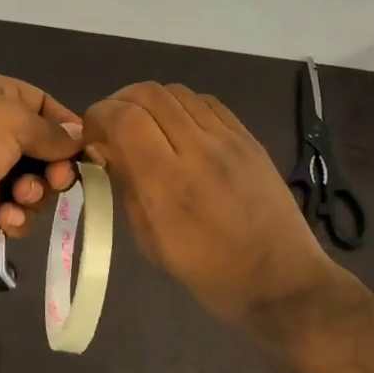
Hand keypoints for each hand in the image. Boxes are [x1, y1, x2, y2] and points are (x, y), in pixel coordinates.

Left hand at [0, 71, 82, 260]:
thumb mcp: (13, 120)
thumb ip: (51, 132)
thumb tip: (78, 137)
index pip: (43, 105)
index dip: (67, 127)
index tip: (88, 151)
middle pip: (42, 150)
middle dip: (54, 166)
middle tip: (56, 179)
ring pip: (32, 185)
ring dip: (34, 193)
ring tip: (20, 196)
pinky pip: (14, 213)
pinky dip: (17, 217)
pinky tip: (6, 217)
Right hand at [83, 82, 337, 325]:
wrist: (282, 281)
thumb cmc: (209, 272)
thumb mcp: (150, 241)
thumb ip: (125, 186)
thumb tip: (102, 149)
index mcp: (168, 183)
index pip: (124, 119)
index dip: (98, 116)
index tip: (91, 135)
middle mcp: (198, 150)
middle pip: (148, 94)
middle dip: (119, 102)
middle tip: (113, 127)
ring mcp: (228, 139)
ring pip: (176, 91)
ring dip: (149, 102)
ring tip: (144, 125)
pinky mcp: (248, 137)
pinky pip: (206, 101)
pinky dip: (181, 106)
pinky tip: (178, 128)